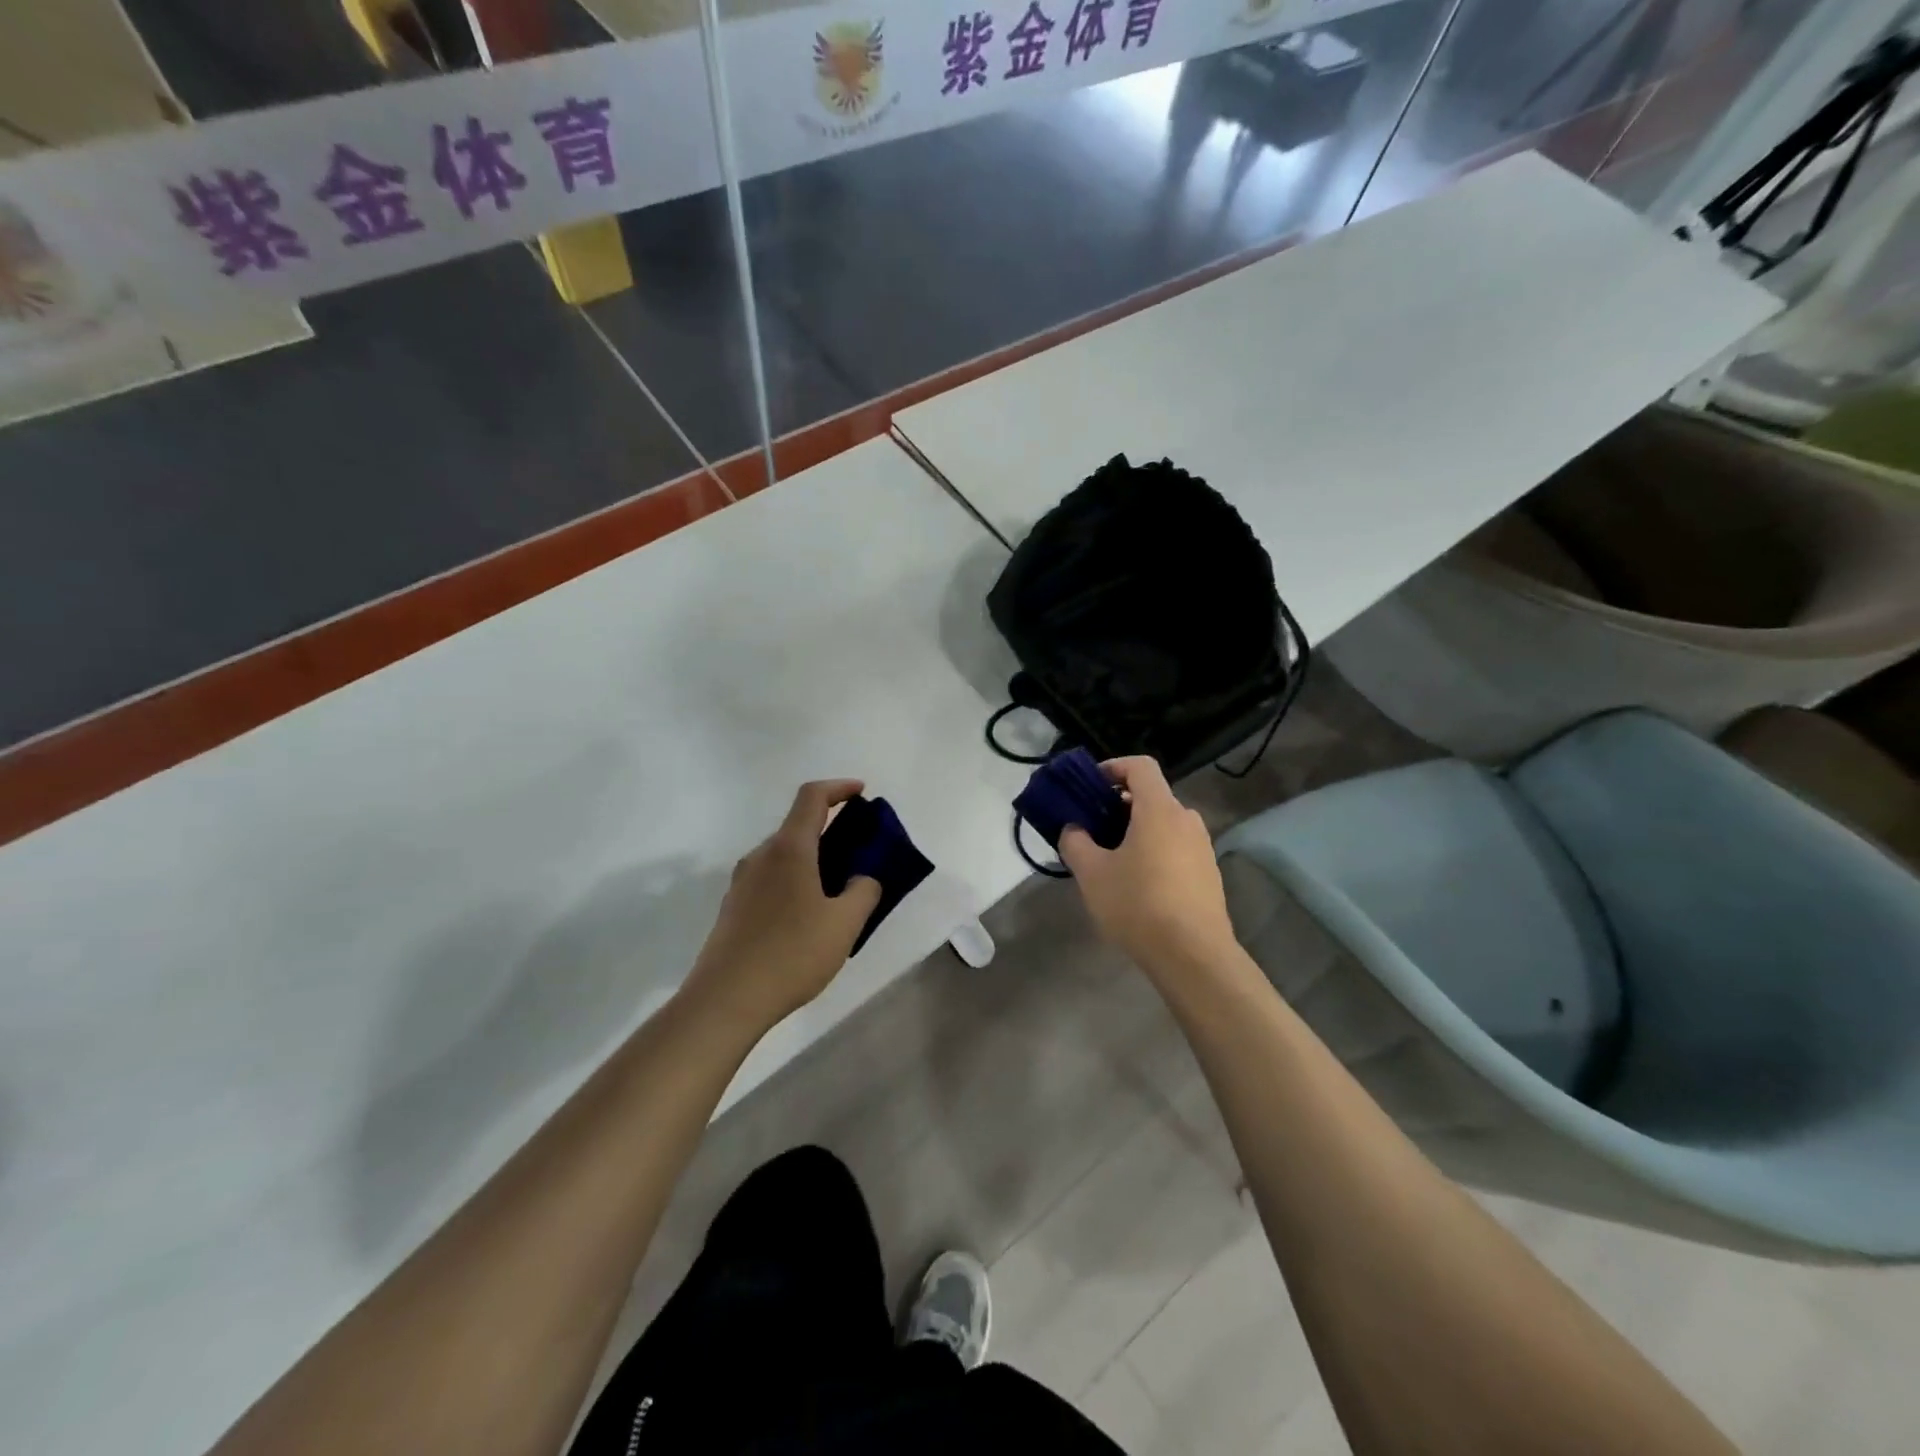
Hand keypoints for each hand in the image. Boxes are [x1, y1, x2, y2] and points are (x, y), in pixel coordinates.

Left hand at [682, 780, 882, 1032]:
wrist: (725, 1000)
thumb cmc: (791, 955)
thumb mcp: (844, 924)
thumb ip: (864, 891)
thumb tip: (862, 878)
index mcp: (789, 849)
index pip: (812, 797)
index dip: (839, 788)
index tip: (862, 793)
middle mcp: (761, 856)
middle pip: (799, 826)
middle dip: (833, 830)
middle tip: (861, 854)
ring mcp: (742, 882)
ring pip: (785, 856)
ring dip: (815, 860)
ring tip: (840, 891)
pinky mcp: (734, 907)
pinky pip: (772, 879)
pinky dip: (797, 881)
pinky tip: (810, 918)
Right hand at [1060, 757, 1238, 975]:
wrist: (1194, 956)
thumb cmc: (1138, 904)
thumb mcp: (1092, 873)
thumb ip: (1076, 842)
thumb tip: (1074, 829)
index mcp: (1159, 810)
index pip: (1140, 766)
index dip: (1113, 767)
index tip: (1091, 785)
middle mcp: (1186, 820)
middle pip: (1151, 796)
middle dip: (1119, 805)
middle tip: (1092, 827)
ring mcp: (1202, 848)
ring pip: (1164, 824)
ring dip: (1136, 831)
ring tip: (1110, 859)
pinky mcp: (1208, 874)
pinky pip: (1176, 848)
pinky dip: (1154, 851)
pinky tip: (1137, 884)